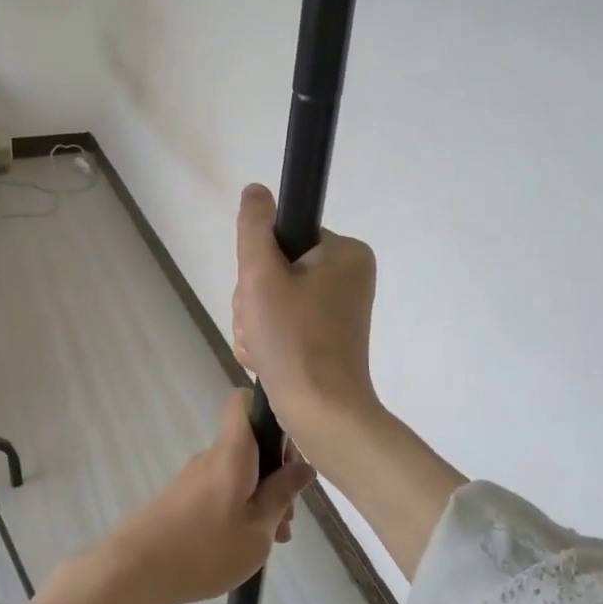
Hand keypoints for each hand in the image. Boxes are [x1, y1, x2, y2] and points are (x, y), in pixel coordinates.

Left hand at [112, 389, 312, 603]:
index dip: (270, 409)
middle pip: (251, 443)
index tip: (291, 444)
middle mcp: (212, 455)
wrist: (137, 569)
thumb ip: (282, 494)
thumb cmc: (206, 548)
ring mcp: (196, 476)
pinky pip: (223, 488)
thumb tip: (303, 466)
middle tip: (289, 516)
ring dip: (262, 496)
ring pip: (240, 471)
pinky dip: (241, 507)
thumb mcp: (258, 528)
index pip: (244, 402)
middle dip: (277, 471)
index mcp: (232, 451)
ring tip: (274, 540)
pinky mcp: (184, 497)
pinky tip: (247, 543)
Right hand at [232, 184, 382, 468]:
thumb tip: (256, 190)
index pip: (282, 237)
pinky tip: (267, 359)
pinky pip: (283, 323)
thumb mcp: (262, 275)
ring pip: (272, 299)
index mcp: (346, 253)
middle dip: (254, 300)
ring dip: (256, 323)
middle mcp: (348, 276)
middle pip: (275, 269)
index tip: (260, 293)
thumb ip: (254, 228)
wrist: (321, 413)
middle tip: (262, 326)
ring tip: (264, 348)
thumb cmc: (294, 340)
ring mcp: (337, 309)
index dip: (258, 263)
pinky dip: (268, 340)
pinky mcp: (326, 336)